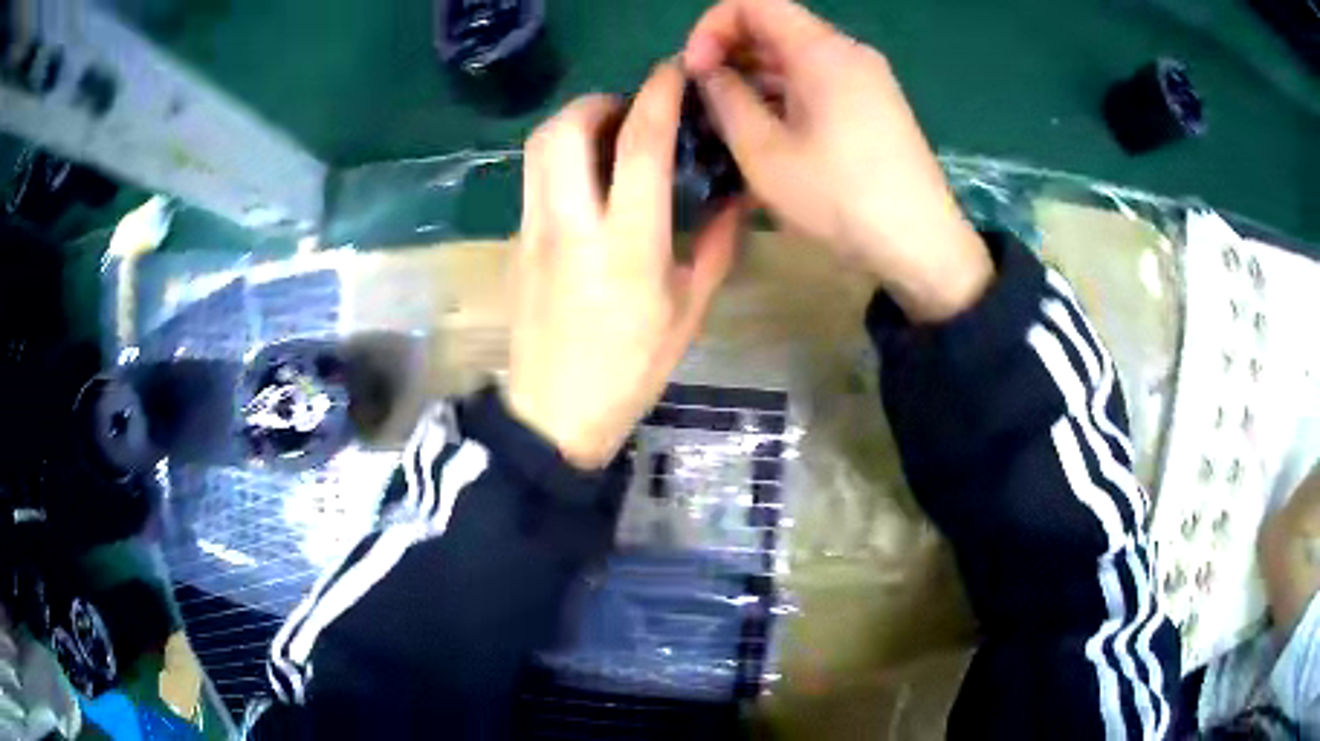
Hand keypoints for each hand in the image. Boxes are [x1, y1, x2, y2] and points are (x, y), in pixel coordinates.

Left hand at [505, 62, 742, 469]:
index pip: (640, 146)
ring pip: (538, 148)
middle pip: (565, 130)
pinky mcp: (515, 241)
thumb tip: (734, 199)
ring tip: (606, 136)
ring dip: (572, 123)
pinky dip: (559, 157)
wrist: (552, 414)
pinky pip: (533, 177)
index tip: (673, 71)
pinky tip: (586, 179)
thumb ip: (714, 247)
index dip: (658, 96)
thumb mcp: (688, 314)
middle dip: (599, 101)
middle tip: (630, 109)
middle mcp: (570, 224)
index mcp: (625, 244)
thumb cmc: (628, 370)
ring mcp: (532, 231)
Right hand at [684, 0, 991, 321]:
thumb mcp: (764, 152)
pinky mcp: (876, 105)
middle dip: (730, 54)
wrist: (922, 247)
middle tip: (705, 99)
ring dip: (756, 78)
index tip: (696, 71)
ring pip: (796, 57)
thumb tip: (709, 73)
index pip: (753, 2)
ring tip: (729, 121)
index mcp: (822, 51)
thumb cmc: (840, 199)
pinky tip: (769, 132)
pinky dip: (785, 94)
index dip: (711, 27)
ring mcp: (868, 79)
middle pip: (776, 27)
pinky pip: (819, 81)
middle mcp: (848, 52)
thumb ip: (726, 99)